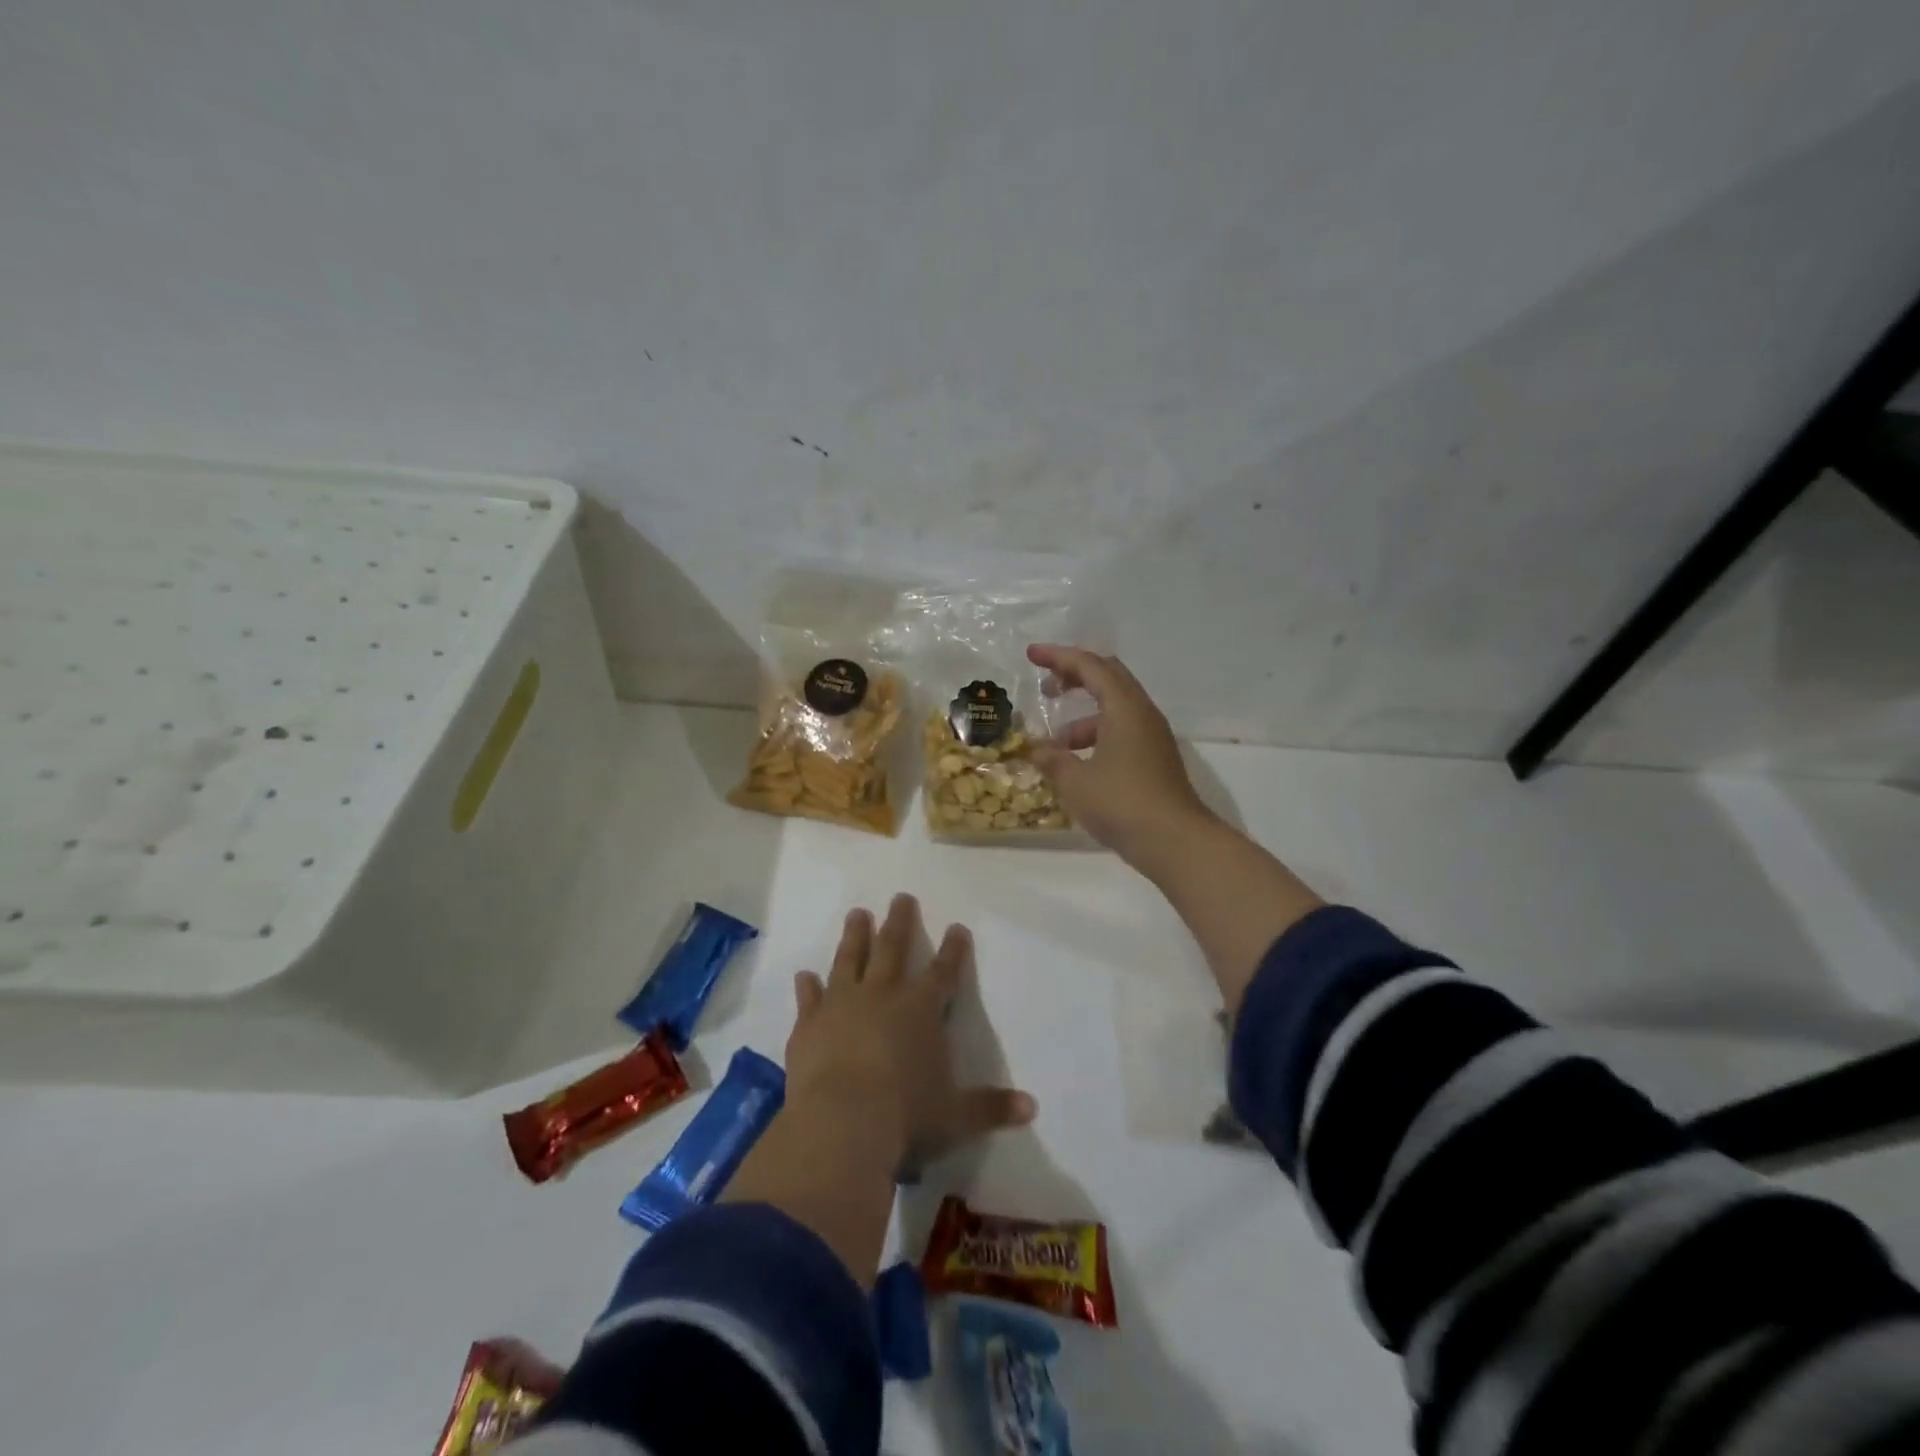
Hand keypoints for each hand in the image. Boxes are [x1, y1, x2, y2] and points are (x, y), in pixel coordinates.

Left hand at [784, 894, 1035, 1176]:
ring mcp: (842, 1004)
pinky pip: (809, 998)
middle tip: (901, 897)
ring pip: (850, 959)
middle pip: (893, 948)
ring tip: (857, 913)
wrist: (842, 1122)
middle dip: (900, 922)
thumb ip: (991, 1107)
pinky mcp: (809, 1023)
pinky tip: (805, 975)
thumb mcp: (956, 1115)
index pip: (944, 971)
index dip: (953, 949)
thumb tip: (1032, 1107)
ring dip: (855, 936)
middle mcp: (882, 995)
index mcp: (921, 1009)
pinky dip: (808, 986)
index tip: (957, 927)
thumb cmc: (906, 1115)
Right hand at [1026, 644, 1214, 860]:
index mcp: (1124, 708)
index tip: (1032, 655)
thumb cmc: (1122, 804)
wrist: (1176, 842)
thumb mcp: (1075, 782)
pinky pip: (1122, 732)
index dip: (1059, 657)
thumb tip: (1039, 750)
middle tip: (1047, 688)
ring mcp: (1153, 737)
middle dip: (1075, 677)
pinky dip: (1097, 737)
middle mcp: (1142, 714)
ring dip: (1083, 718)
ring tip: (1055, 745)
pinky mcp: (1155, 759)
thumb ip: (1053, 760)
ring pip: (1114, 709)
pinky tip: (1078, 765)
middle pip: (1108, 678)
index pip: (1090, 666)